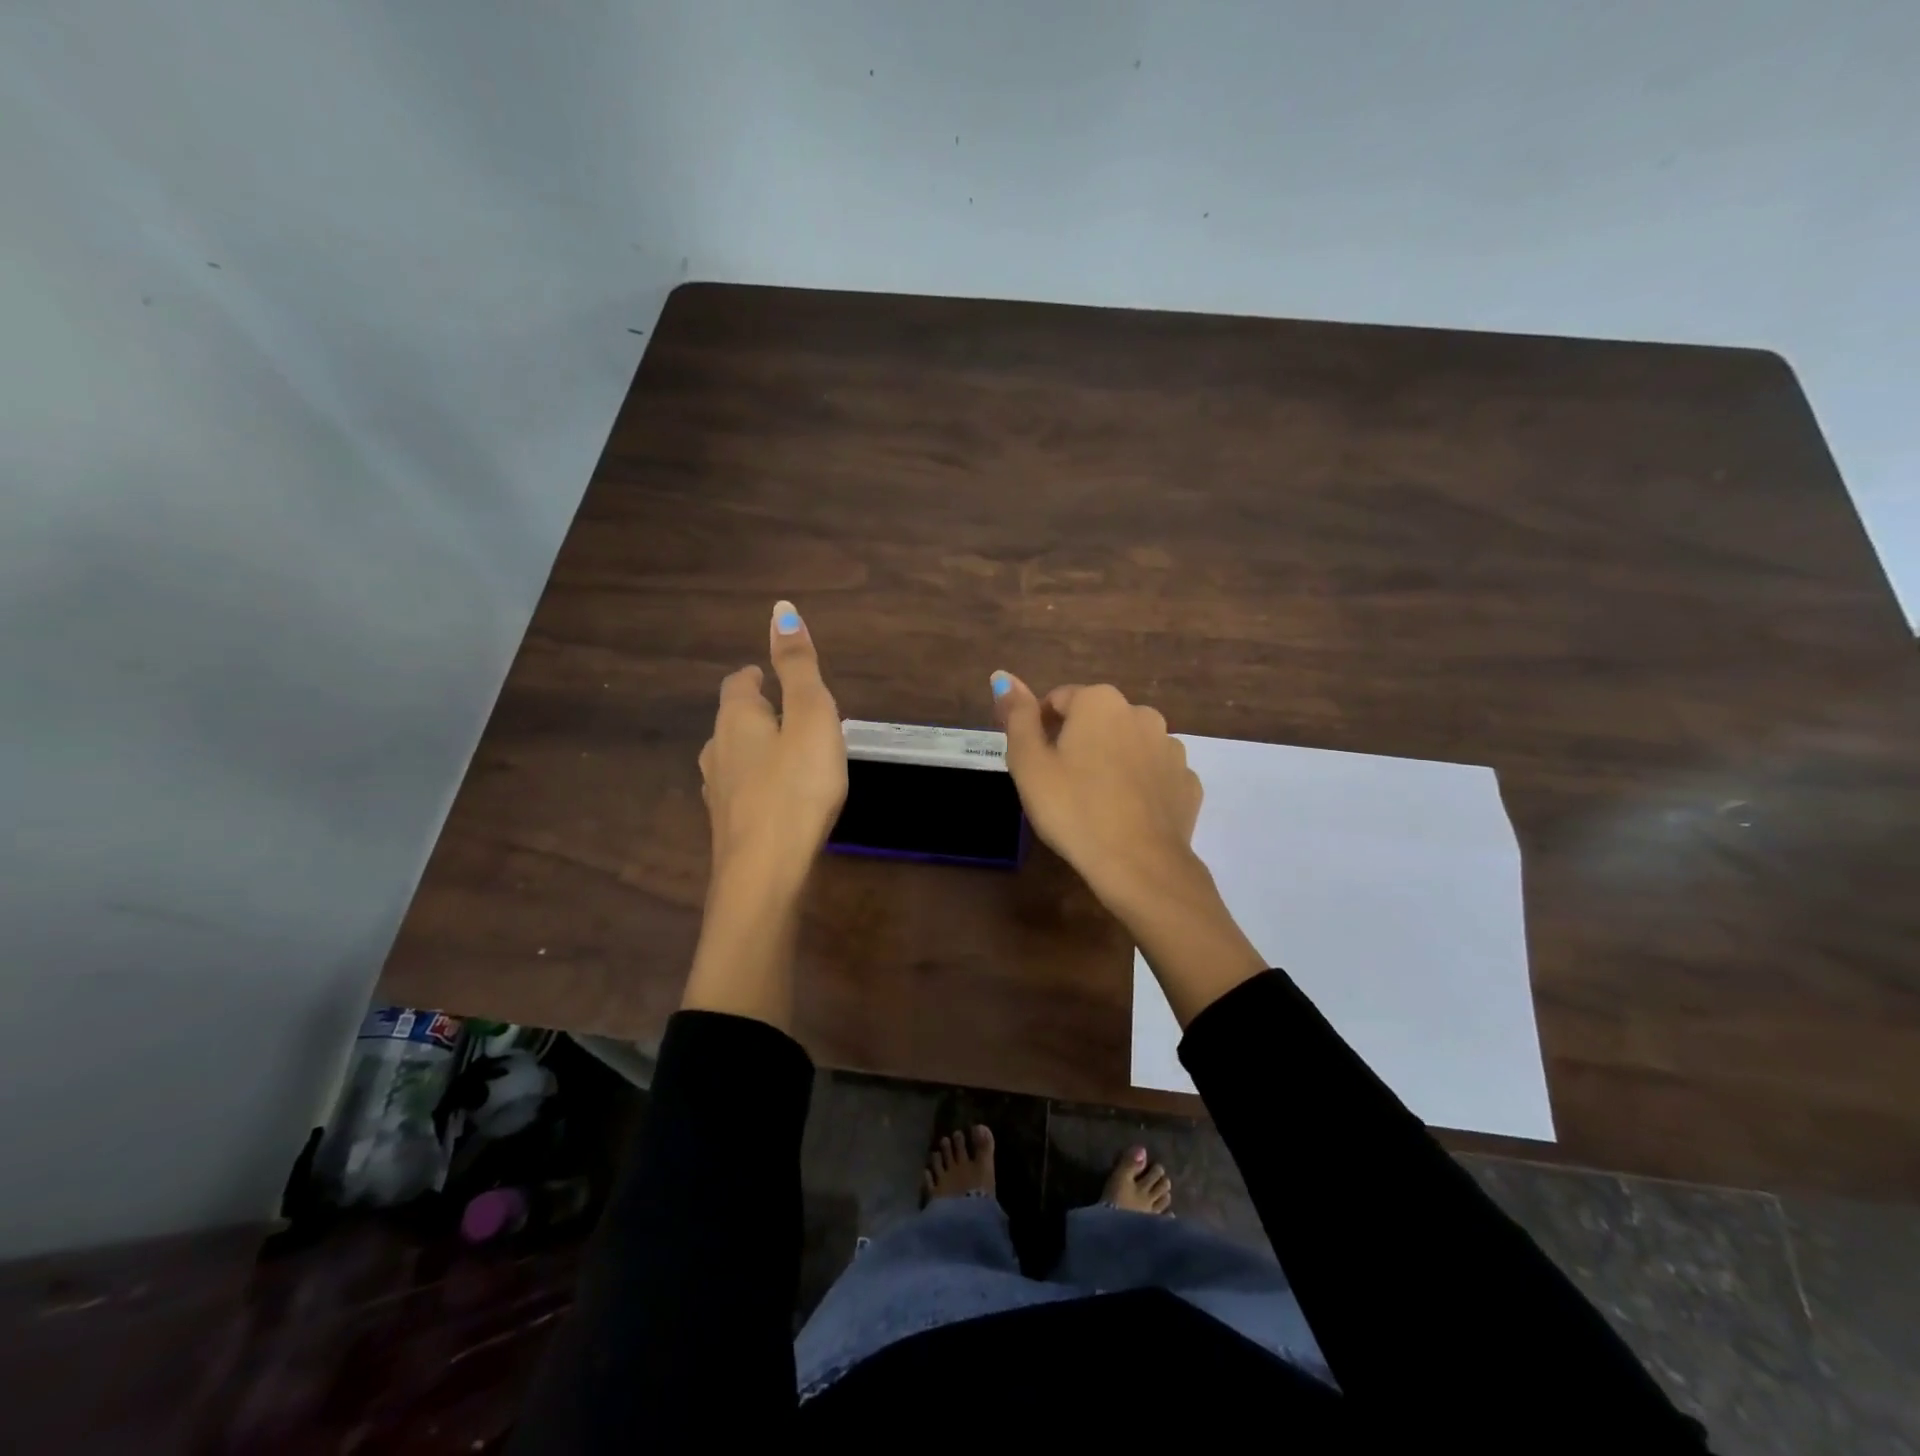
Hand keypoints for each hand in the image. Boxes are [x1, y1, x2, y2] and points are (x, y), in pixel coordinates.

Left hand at [698, 600, 847, 892]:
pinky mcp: (728, 828)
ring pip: (732, 759)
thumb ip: (799, 666)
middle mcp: (717, 752)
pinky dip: (756, 785)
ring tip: (785, 754)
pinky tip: (775, 799)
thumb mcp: (810, 717)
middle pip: (732, 722)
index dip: (754, 676)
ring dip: (754, 750)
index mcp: (736, 720)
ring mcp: (718, 793)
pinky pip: (741, 793)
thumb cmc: (797, 786)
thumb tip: (781, 610)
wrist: (765, 872)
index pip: (737, 685)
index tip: (769, 676)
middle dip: (756, 713)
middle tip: (788, 714)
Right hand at [990, 673, 1202, 913]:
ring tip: (1094, 801)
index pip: (1058, 699)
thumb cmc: (1073, 809)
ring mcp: (1171, 748)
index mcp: (1099, 702)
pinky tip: (1126, 813)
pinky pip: (1154, 774)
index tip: (1034, 761)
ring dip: (1111, 760)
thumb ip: (1017, 716)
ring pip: (1129, 745)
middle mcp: (1141, 713)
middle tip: (1060, 783)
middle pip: (1097, 720)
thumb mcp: (1029, 764)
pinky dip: (1139, 785)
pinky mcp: (1187, 782)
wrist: (1139, 865)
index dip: (1040, 727)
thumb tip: (1003, 676)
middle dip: (1078, 741)